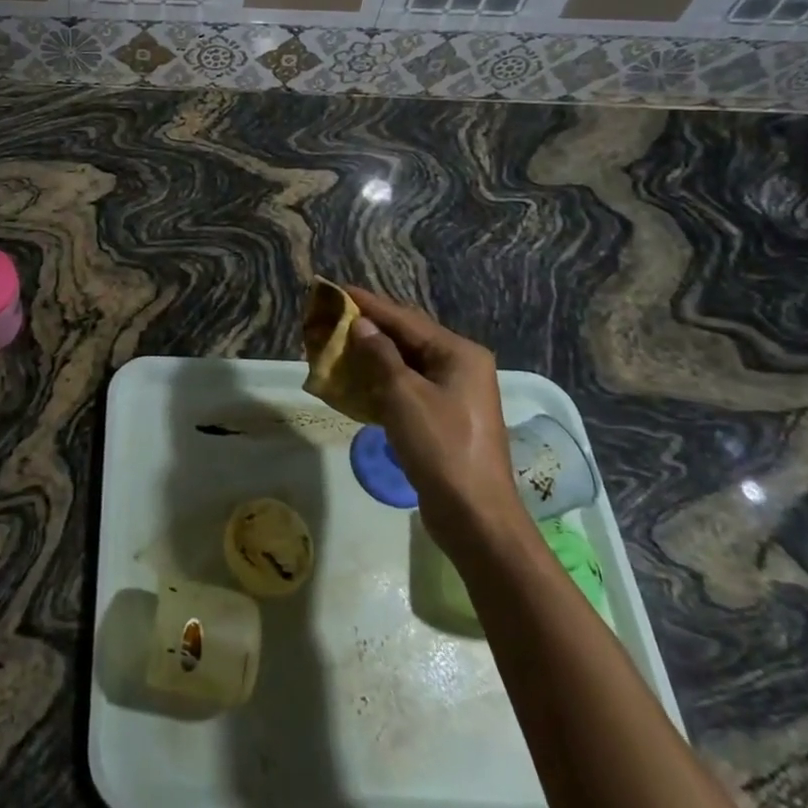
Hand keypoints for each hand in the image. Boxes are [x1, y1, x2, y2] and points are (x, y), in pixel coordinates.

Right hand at [342, 286, 528, 551]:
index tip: (336, 290)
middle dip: (370, 329)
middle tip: (332, 318)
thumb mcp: (403, 394)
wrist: (475, 516)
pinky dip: (383, 382)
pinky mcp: (446, 420)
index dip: (369, 304)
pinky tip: (357, 382)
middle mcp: (461, 367)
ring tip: (338, 346)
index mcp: (458, 353)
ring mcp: (456, 395)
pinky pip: (409, 388)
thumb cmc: (441, 447)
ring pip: (406, 364)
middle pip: (408, 338)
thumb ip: (380, 355)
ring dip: (373, 356)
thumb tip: (362, 325)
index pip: (405, 319)